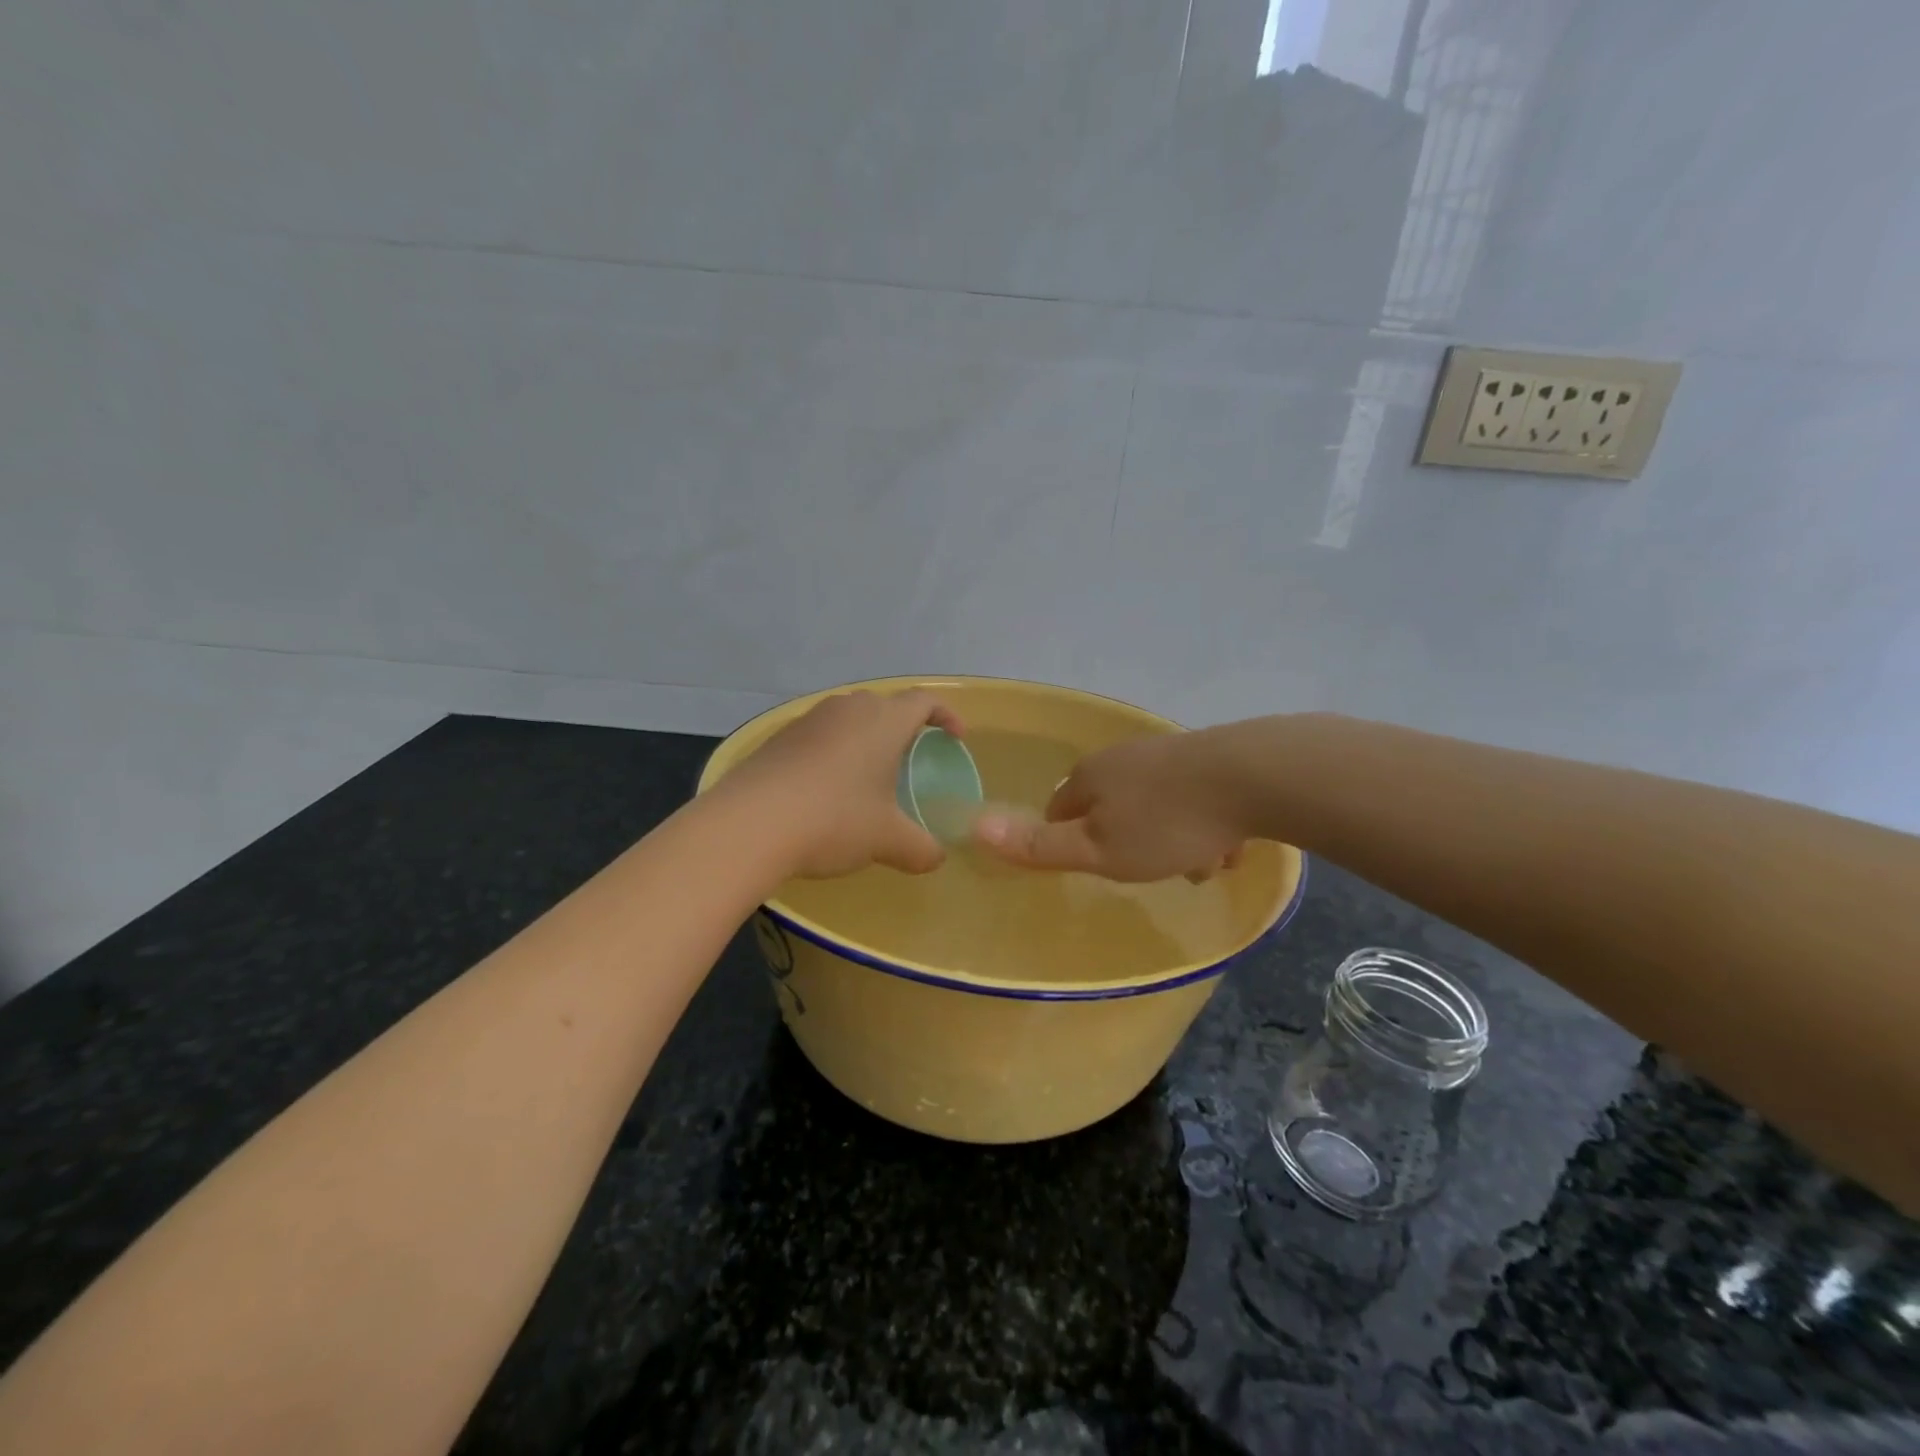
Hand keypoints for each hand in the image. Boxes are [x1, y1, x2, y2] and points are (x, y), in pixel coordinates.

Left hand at [718, 689, 963, 878]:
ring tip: (868, 776)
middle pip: (885, 705)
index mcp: (883, 721)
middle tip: (910, 760)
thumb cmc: (834, 820)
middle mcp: (848, 708)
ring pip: (849, 718)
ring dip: (865, 739)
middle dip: (903, 727)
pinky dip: (833, 753)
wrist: (750, 824)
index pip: (924, 700)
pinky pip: (819, 735)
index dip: (946, 715)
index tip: (955, 738)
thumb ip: (921, 848)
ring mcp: (809, 720)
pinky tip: (826, 789)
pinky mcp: (778, 738)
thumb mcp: (887, 840)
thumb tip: (936, 858)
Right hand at [973, 728, 1249, 882]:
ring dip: (1173, 839)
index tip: (1098, 868)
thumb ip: (1040, 845)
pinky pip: (1192, 798)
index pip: (1059, 810)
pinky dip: (1203, 822)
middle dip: (1130, 844)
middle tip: (1157, 871)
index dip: (1072, 843)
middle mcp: (1122, 757)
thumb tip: (976, 827)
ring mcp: (1165, 752)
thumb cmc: (1166, 824)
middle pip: (1111, 810)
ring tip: (1205, 862)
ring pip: (1155, 806)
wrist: (1253, 776)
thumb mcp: (1097, 849)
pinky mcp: (1206, 755)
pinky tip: (1229, 840)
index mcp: (1090, 777)